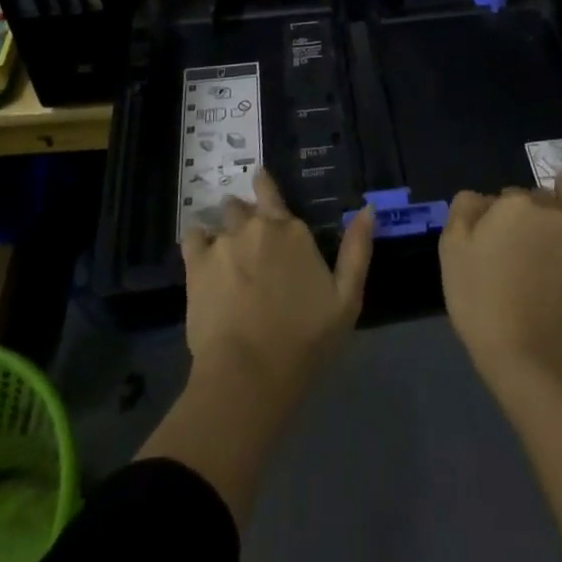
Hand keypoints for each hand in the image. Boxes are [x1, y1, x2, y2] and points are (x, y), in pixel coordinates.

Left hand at [181, 169, 376, 400]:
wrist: (250, 373)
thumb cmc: (305, 340)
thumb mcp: (347, 298)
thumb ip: (357, 249)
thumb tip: (368, 208)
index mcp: (292, 231)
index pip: (271, 192)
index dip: (265, 188)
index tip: (262, 188)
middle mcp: (257, 226)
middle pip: (243, 205)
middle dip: (245, 213)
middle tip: (248, 235)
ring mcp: (224, 243)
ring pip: (220, 219)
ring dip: (225, 228)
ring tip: (226, 248)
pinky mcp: (197, 265)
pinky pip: (193, 236)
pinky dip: (198, 241)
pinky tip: (202, 257)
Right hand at [440, 179, 561, 392]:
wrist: (528, 356)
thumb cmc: (482, 302)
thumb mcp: (451, 251)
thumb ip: (463, 210)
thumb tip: (480, 198)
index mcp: (511, 204)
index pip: (497, 199)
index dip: (490, 221)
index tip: (486, 246)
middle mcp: (548, 208)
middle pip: (529, 198)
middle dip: (519, 213)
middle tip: (509, 247)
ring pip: (561, 198)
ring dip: (552, 198)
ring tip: (542, 209)